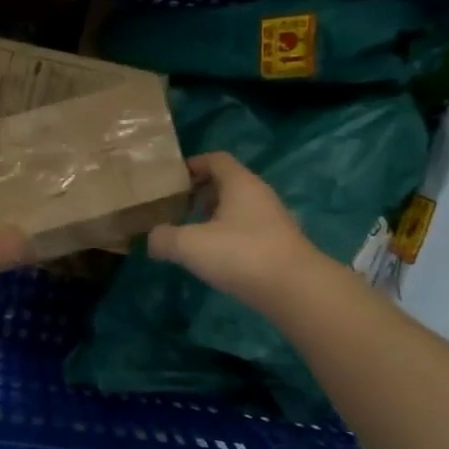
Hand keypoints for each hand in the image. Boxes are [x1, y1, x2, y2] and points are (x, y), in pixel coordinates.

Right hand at [148, 152, 320, 310]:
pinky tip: (218, 258)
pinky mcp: (280, 244)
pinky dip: (230, 236)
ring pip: (239, 208)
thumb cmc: (241, 254)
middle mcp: (259, 194)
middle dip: (202, 192)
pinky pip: (249, 230)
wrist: (295, 289)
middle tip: (178, 209)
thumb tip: (153, 239)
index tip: (172, 180)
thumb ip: (164, 238)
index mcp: (240, 183)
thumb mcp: (190, 245)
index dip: (193, 165)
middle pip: (228, 183)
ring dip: (216, 216)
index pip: (216, 159)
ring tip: (194, 236)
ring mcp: (273, 220)